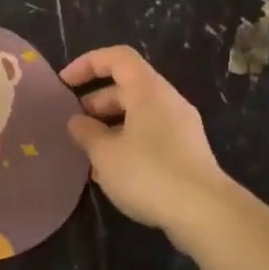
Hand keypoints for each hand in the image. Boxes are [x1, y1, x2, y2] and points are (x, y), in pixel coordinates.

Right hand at [62, 46, 235, 248]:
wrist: (204, 212)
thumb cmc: (148, 174)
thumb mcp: (105, 154)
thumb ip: (86, 133)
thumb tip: (77, 121)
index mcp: (149, 91)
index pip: (117, 58)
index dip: (88, 63)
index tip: (64, 84)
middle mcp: (168, 101)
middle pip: (128, 87)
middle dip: (96, 102)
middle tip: (74, 126)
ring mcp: (181, 127)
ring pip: (139, 114)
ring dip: (110, 126)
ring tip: (88, 153)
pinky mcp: (187, 151)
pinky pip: (151, 135)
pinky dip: (127, 142)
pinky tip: (112, 172)